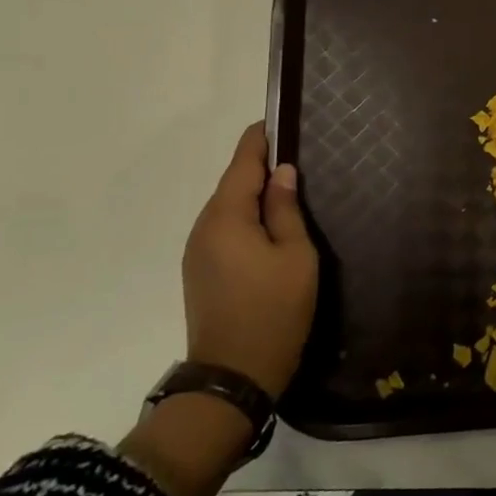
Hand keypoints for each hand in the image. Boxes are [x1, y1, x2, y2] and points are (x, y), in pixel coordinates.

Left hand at [181, 122, 318, 399]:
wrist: (233, 375)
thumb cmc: (274, 310)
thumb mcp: (295, 256)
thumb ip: (287, 210)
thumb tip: (283, 173)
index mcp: (227, 217)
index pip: (242, 162)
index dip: (260, 139)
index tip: (279, 120)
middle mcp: (204, 227)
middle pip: (232, 183)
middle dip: (261, 167)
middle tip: (297, 156)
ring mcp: (198, 251)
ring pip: (228, 208)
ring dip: (254, 195)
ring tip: (290, 189)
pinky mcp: (201, 272)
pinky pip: (224, 229)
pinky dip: (246, 218)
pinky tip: (270, 225)